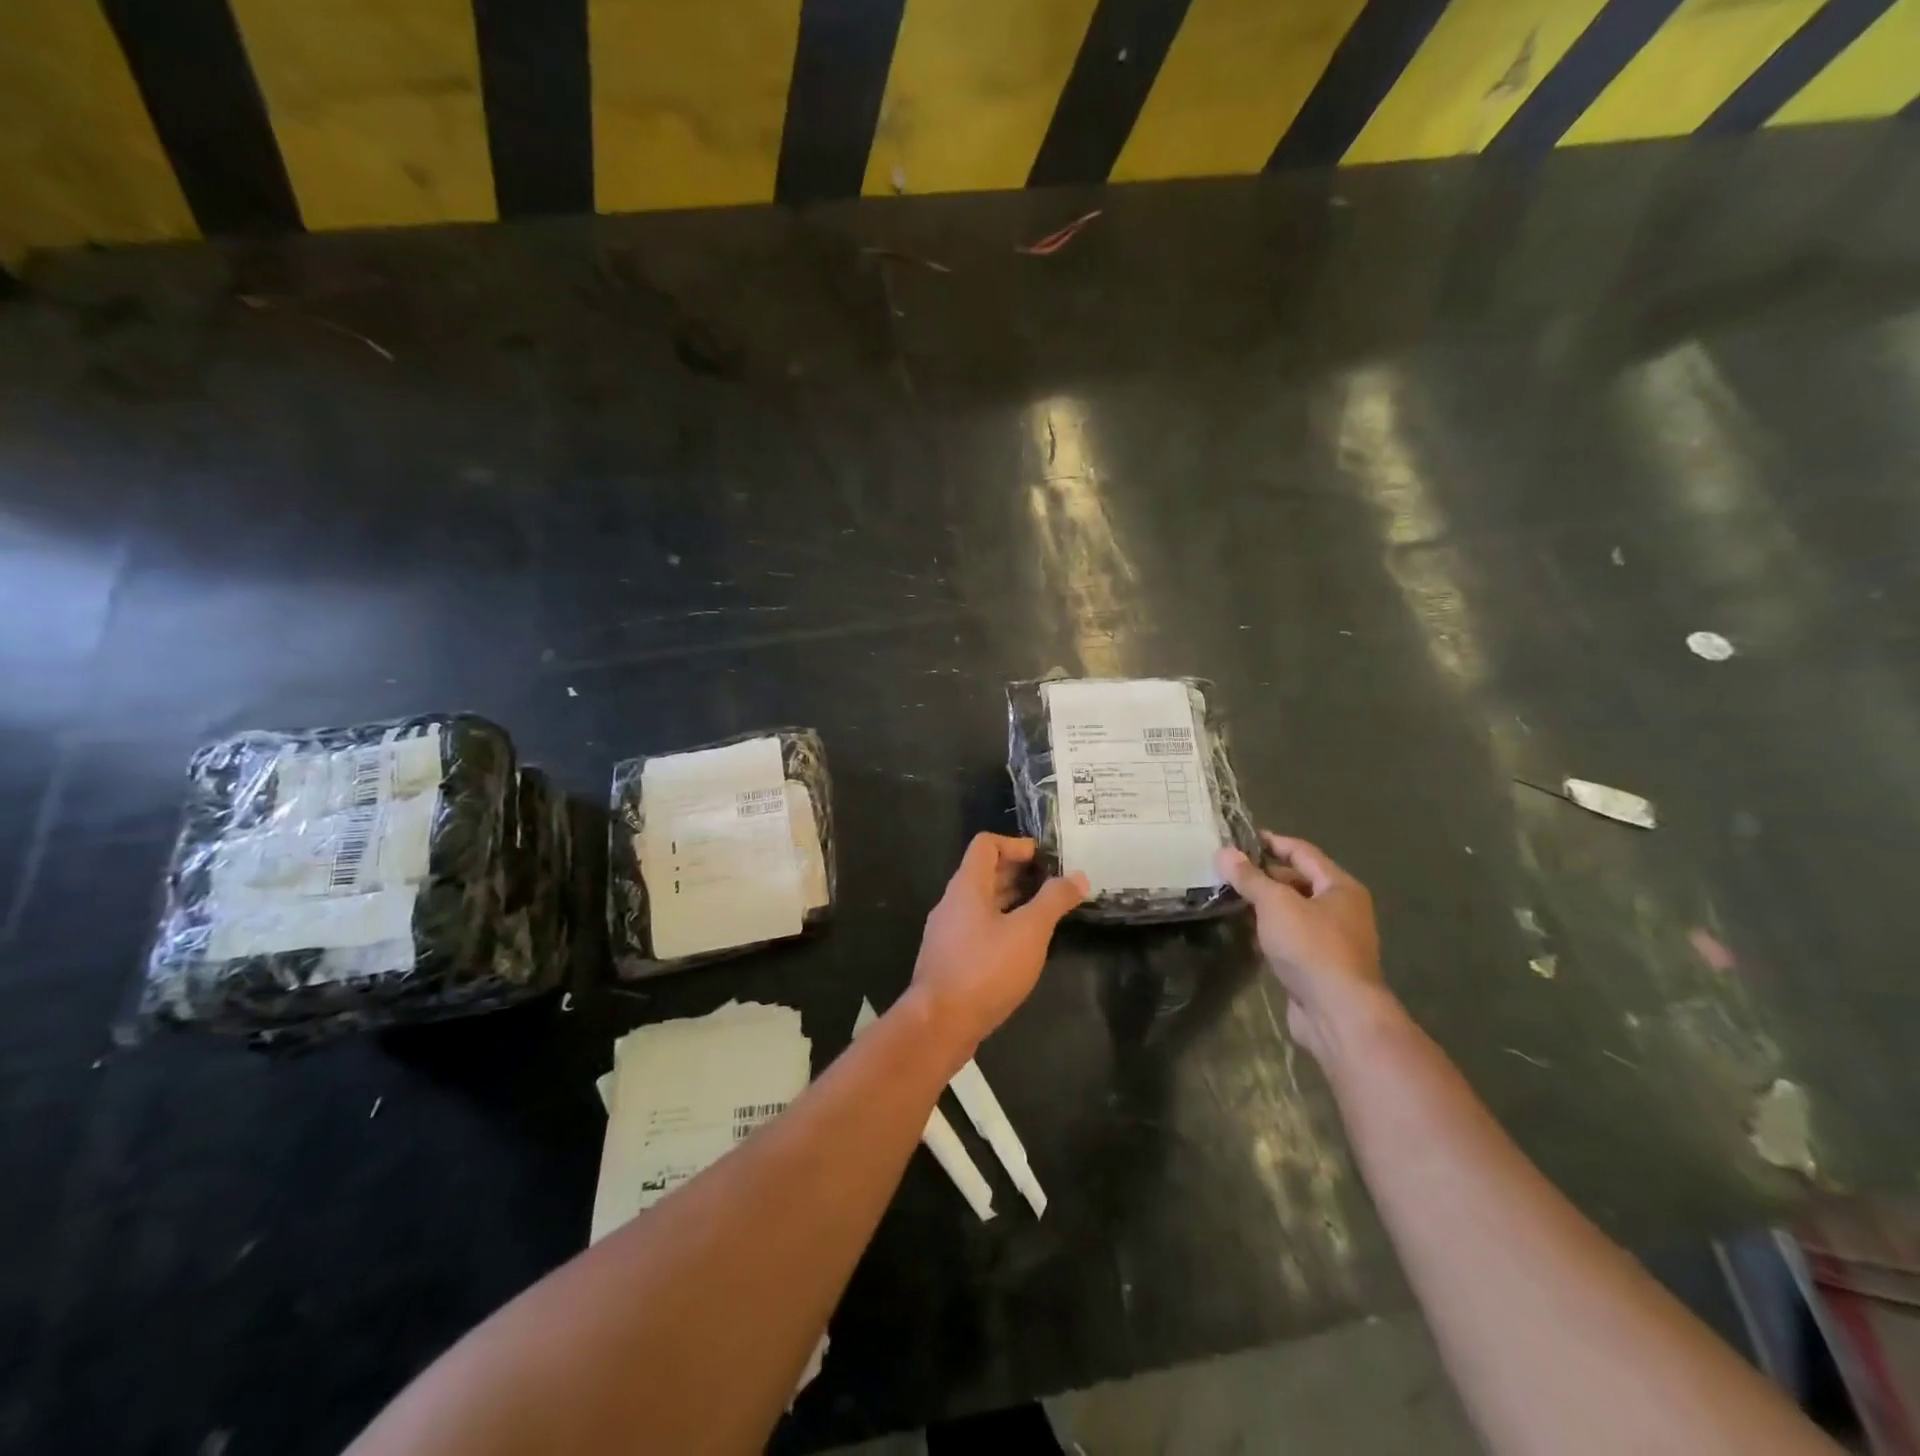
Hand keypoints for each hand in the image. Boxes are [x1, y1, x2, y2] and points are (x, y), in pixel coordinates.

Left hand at [908, 834, 1086, 1055]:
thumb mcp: (1028, 932)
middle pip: (984, 873)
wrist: (939, 1024)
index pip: (986, 845)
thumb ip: (1053, 901)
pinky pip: (977, 928)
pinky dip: (1000, 925)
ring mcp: (947, 932)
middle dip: (1018, 873)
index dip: (1015, 845)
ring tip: (1043, 912)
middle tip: (1052, 884)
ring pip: (981, 903)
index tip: (1044, 859)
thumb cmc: (985, 970)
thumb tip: (1077, 876)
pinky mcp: (949, 958)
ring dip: (1010, 900)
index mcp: (966, 886)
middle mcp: (952, 903)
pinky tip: (1022, 946)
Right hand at [1217, 832, 1387, 1063]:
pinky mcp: (1319, 966)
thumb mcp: (1275, 904)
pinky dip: (1269, 931)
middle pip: (1299, 881)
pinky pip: (1291, 938)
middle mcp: (1342, 909)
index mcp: (1340, 887)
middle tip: (1228, 870)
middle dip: (1265, 875)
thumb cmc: (1311, 947)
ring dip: (1265, 905)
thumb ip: (1249, 878)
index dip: (1273, 842)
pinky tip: (1246, 932)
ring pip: (1293, 912)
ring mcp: (1332, 940)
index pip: (1303, 852)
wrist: (1337, 1013)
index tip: (1242, 837)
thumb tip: (1224, 852)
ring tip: (1229, 897)